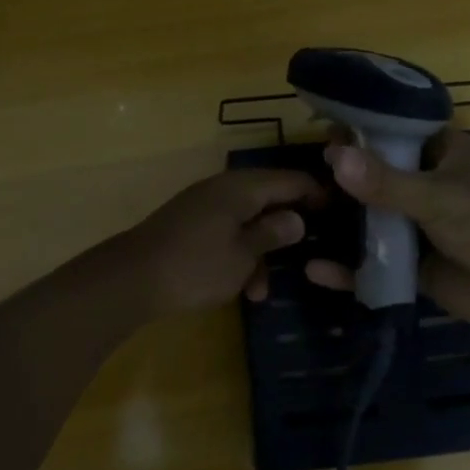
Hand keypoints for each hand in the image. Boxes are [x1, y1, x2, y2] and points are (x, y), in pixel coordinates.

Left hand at [121, 168, 323, 315]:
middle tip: (312, 250)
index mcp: (242, 188)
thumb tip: (296, 218)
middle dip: (288, 227)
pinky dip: (238, 255)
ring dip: (260, 252)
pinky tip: (241, 289)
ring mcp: (204, 206)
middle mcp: (224, 189)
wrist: (130, 279)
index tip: (339, 214)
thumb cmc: (195, 266)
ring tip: (263, 290)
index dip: (317, 194)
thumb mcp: (243, 255)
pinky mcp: (190, 226)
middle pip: (269, 198)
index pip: (291, 179)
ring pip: (247, 221)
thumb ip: (272, 234)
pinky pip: (226, 233)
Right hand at [306, 129, 469, 336]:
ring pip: (373, 220)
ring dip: (341, 222)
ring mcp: (421, 226)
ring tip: (296, 220)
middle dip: (341, 181)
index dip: (358, 133)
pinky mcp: (416, 265)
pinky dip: (350, 267)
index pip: (393, 133)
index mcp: (443, 153)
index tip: (319, 135)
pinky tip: (315, 270)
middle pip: (376, 177)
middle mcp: (428, 184)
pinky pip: (376, 262)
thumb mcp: (437, 197)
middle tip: (297, 184)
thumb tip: (332, 156)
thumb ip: (384, 182)